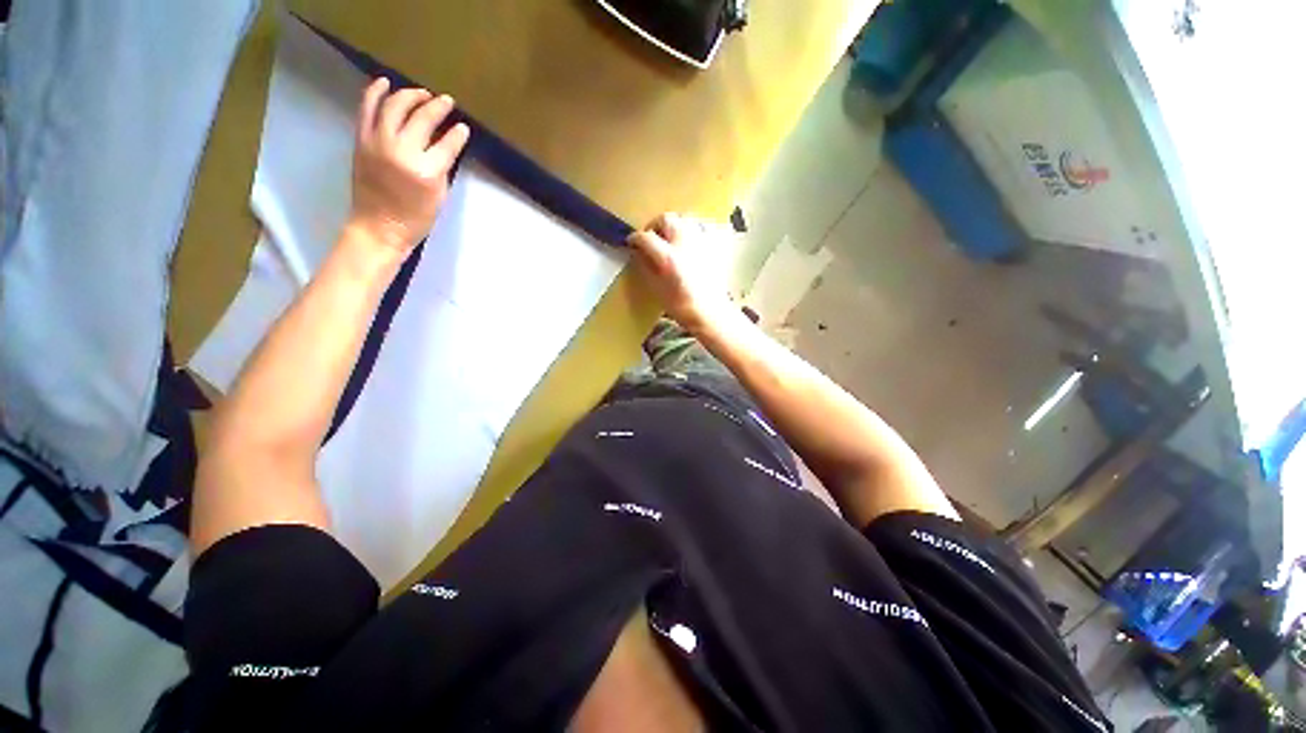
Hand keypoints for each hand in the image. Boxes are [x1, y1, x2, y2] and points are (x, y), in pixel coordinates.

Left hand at [348, 77, 470, 255]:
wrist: (378, 227)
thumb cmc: (416, 218)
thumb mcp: (439, 195)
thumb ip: (443, 166)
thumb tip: (446, 145)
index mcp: (426, 171)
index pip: (448, 144)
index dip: (458, 134)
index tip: (463, 128)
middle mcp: (402, 151)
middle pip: (423, 118)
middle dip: (438, 107)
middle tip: (446, 102)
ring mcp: (378, 142)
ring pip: (396, 105)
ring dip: (411, 95)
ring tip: (422, 93)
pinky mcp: (362, 140)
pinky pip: (368, 108)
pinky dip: (376, 92)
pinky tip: (385, 82)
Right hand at [627, 213, 737, 333]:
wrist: (710, 313)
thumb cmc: (681, 306)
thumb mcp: (657, 289)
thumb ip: (646, 267)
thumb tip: (639, 253)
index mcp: (668, 257)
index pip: (646, 237)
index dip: (636, 238)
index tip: (632, 243)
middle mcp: (685, 243)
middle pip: (666, 219)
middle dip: (655, 226)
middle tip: (651, 239)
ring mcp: (701, 242)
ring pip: (684, 220)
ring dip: (672, 226)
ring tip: (669, 240)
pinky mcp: (713, 246)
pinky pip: (699, 228)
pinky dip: (690, 231)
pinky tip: (687, 244)